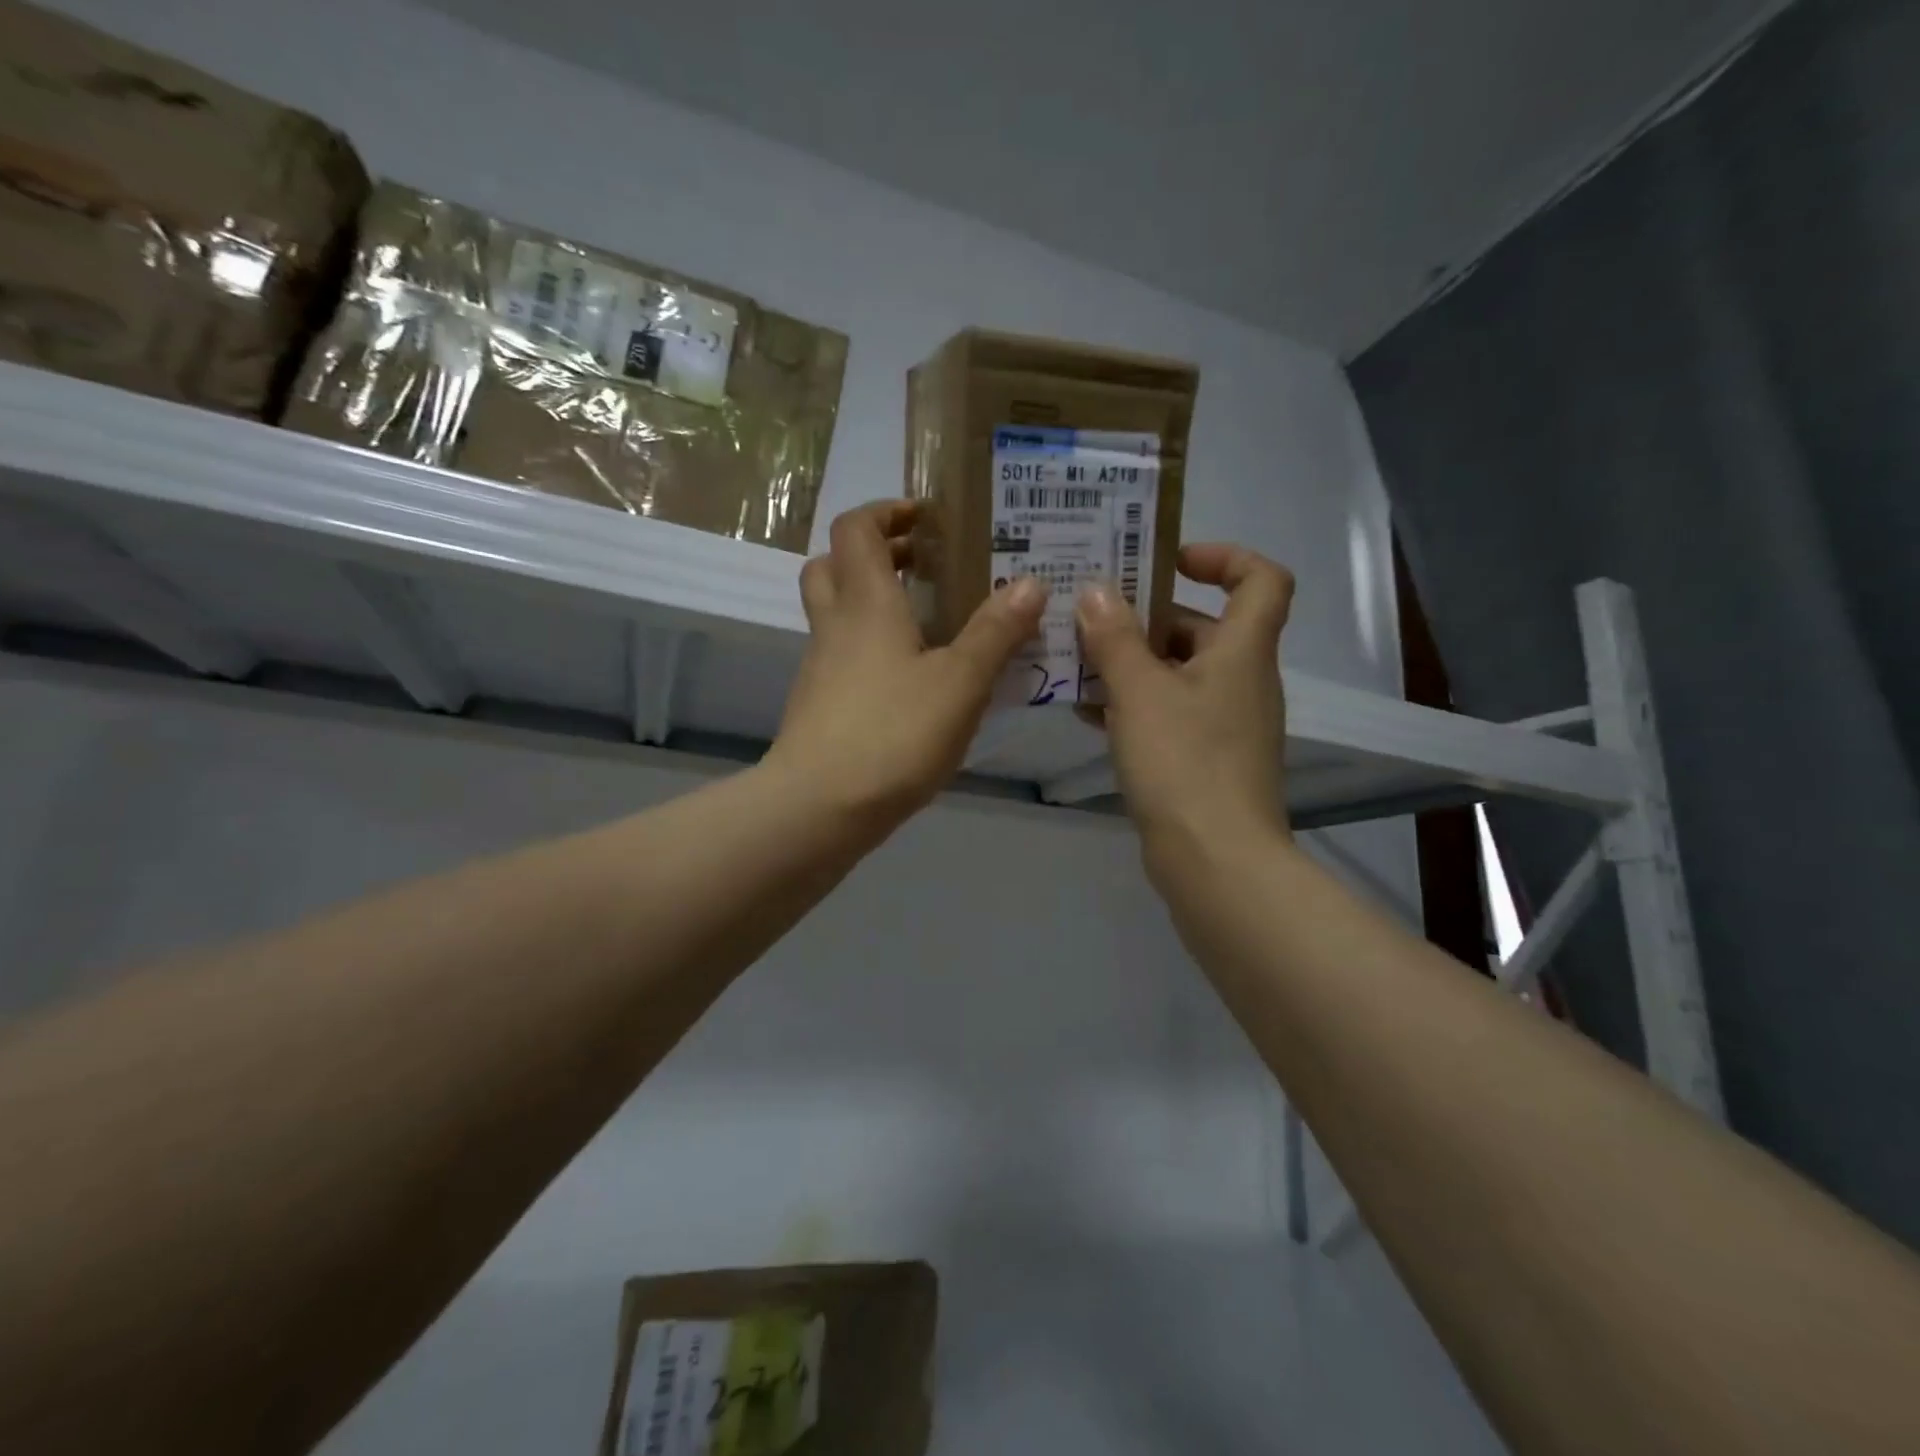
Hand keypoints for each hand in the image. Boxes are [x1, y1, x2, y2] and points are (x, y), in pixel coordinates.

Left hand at [768, 500, 1046, 830]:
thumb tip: (1031, 582)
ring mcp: (820, 667)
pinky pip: (842, 655)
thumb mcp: (960, 682)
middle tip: (925, 566)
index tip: (928, 519)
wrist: (819, 807)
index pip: (857, 528)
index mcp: (866, 602)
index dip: (887, 512)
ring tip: (929, 622)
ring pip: (835, 612)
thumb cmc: (893, 733)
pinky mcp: (819, 705)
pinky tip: (912, 680)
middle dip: (876, 553)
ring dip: (873, 601)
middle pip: (834, 564)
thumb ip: (996, 632)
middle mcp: (835, 624)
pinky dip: (871, 647)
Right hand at [1075, 544, 1294, 887]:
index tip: (1168, 562)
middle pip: (1203, 628)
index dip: (1223, 557)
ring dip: (1132, 664)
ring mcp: (1226, 723)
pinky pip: (1170, 714)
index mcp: (1242, 651)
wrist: (1215, 860)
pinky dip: (1134, 706)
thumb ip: (1115, 637)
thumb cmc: (1184, 762)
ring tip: (1077, 665)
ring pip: (1178, 674)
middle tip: (1092, 617)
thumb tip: (1097, 590)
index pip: (1261, 579)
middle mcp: (1242, 680)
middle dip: (1148, 618)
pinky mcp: (1206, 759)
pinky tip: (1088, 714)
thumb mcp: (1139, 691)